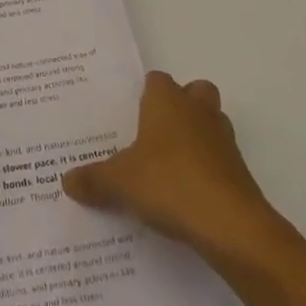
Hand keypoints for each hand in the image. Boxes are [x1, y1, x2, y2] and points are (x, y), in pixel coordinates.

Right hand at [62, 71, 279, 260]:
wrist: (230, 225)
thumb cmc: (170, 183)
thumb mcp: (120, 183)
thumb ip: (94, 179)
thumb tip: (66, 180)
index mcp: (167, 101)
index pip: (156, 80)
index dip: (145, 94)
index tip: (130, 114)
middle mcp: (198, 110)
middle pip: (194, 92)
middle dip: (180, 106)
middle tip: (155, 134)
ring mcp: (224, 140)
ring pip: (212, 123)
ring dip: (197, 137)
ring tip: (170, 166)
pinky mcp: (240, 171)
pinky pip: (220, 159)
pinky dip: (208, 169)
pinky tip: (188, 195)